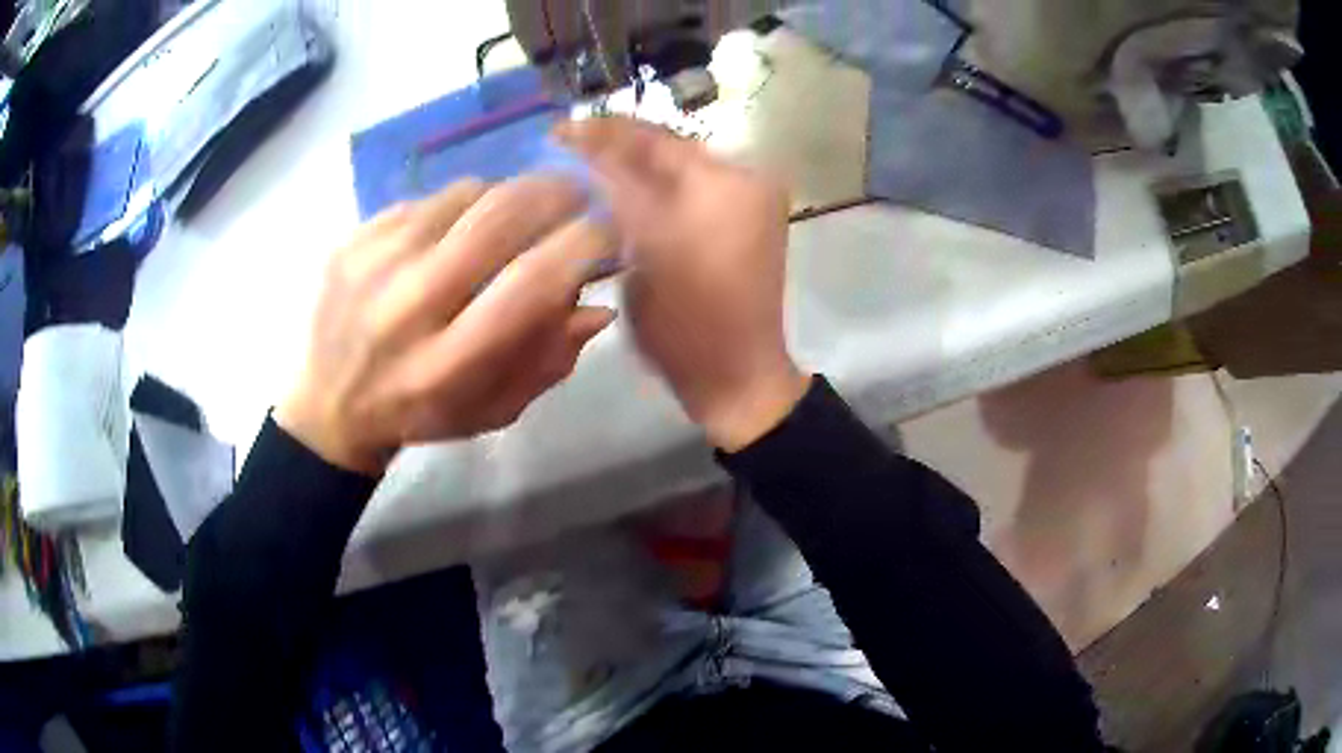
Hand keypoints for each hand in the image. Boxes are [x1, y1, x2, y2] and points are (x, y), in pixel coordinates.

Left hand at [276, 176, 617, 474]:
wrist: (330, 403)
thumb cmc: (421, 414)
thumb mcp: (495, 409)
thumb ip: (550, 359)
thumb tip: (599, 303)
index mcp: (448, 363)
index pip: (534, 280)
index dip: (586, 245)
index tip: (610, 235)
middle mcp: (409, 305)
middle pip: (502, 217)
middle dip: (559, 196)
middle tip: (580, 197)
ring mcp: (375, 262)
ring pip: (469, 194)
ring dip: (514, 192)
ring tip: (527, 208)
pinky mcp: (355, 237)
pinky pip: (430, 196)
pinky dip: (466, 200)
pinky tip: (468, 222)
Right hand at [557, 118, 809, 451]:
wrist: (733, 378)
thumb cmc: (688, 317)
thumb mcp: (644, 242)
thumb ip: (615, 181)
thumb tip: (581, 135)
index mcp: (732, 177)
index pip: (657, 137)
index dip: (603, 131)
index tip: (554, 130)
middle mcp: (745, 180)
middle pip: (667, 153)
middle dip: (615, 149)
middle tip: (560, 147)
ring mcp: (743, 206)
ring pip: (671, 176)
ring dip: (628, 171)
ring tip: (577, 168)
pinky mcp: (733, 230)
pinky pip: (681, 199)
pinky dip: (647, 196)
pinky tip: (610, 197)